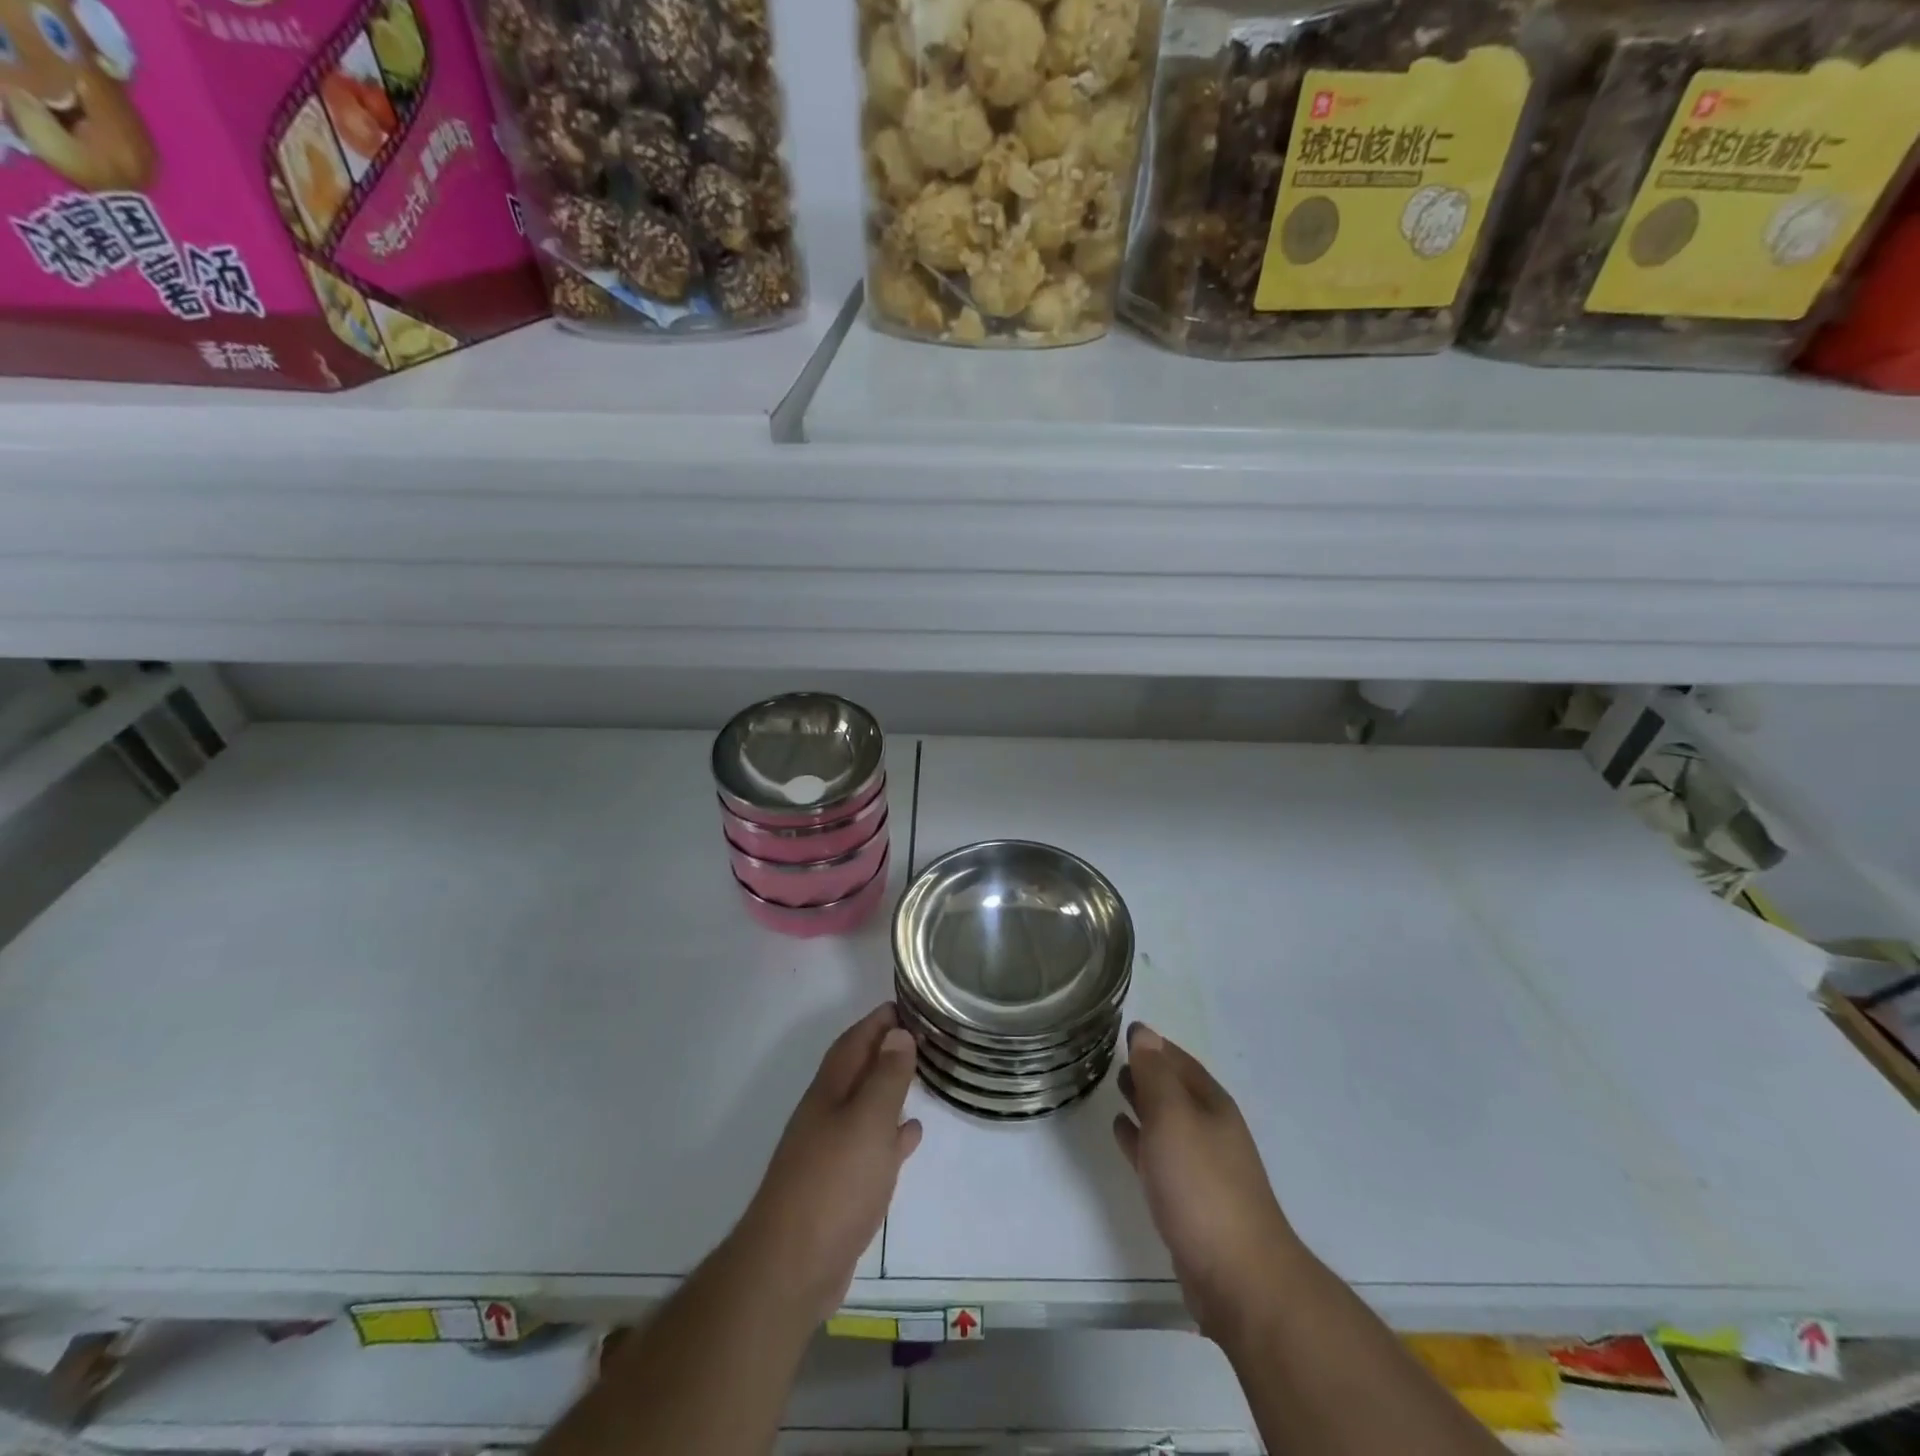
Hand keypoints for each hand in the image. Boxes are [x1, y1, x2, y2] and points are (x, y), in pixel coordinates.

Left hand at [732, 1005, 922, 1325]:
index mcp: (830, 1092)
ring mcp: (831, 1153)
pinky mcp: (840, 1188)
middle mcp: (827, 1115)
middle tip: (920, 1035)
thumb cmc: (833, 1184)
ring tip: (920, 1074)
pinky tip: (910, 1134)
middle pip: (857, 1071)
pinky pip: (871, 1146)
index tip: (905, 1004)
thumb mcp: (867, 1122)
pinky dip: (891, 1134)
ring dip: (888, 1089)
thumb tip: (898, 1034)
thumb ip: (885, 1077)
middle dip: (884, 1050)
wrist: (791, 1268)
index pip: (854, 1042)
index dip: (876, 1022)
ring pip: (865, 1107)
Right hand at [1113, 1023, 1303, 1345]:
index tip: (1125, 1029)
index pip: (1178, 1060)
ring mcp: (1202, 1166)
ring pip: (1165, 1121)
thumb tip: (1144, 1032)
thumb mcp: (1172, 1117)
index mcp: (1211, 1104)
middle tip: (1112, 1055)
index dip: (1153, 1044)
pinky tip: (1122, 1132)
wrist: (1238, 1278)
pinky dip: (1139, 1138)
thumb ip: (1155, 1074)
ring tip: (1114, 1086)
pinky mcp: (1188, 1199)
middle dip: (1147, 1071)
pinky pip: (1158, 1154)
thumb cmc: (1201, 1186)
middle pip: (1174, 1089)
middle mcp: (1210, 1129)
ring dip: (1142, 1102)